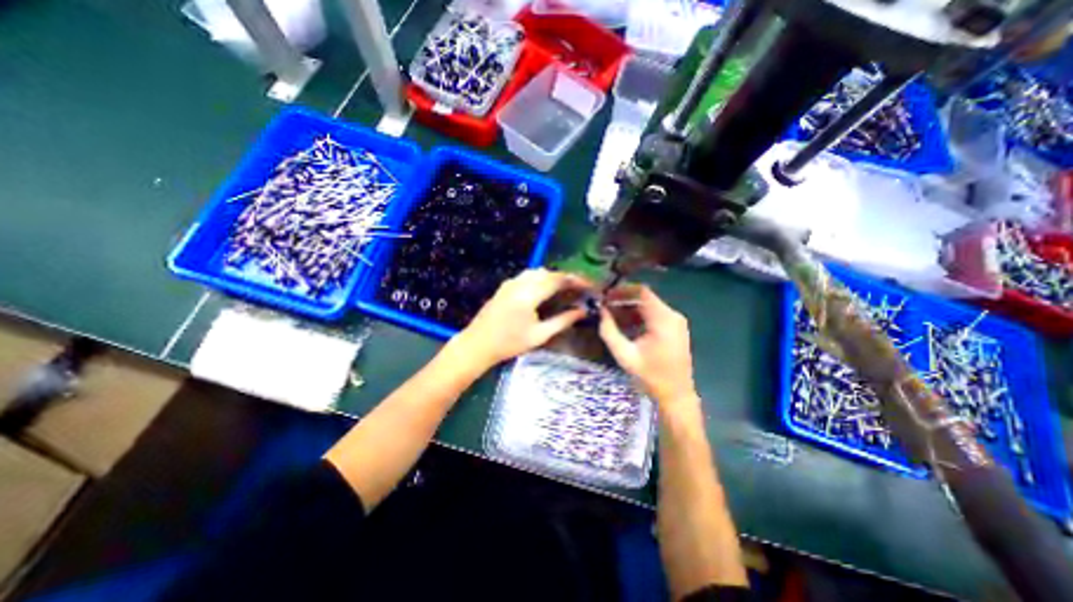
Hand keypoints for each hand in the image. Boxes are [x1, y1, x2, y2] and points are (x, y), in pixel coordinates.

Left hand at [450, 268, 590, 370]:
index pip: (558, 280)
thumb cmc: (509, 343)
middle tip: (579, 289)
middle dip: (566, 278)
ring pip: (537, 272)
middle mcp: (519, 283)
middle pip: (548, 273)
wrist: (477, 344)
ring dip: (553, 277)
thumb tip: (582, 311)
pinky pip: (527, 276)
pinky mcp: (505, 286)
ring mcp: (510, 282)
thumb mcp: (539, 335)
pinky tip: (545, 290)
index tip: (589, 285)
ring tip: (565, 290)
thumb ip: (562, 321)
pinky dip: (541, 279)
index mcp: (529, 294)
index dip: (576, 280)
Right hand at [595, 287, 695, 408]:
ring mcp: (676, 322)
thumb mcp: (625, 355)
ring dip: (630, 309)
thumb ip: (609, 331)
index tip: (605, 296)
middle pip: (645, 298)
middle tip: (605, 307)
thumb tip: (601, 312)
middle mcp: (672, 316)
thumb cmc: (650, 376)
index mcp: (663, 319)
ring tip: (612, 316)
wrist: (676, 395)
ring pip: (649, 306)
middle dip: (623, 300)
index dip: (622, 290)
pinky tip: (626, 326)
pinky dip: (639, 316)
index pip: (642, 292)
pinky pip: (655, 315)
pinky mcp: (676, 329)